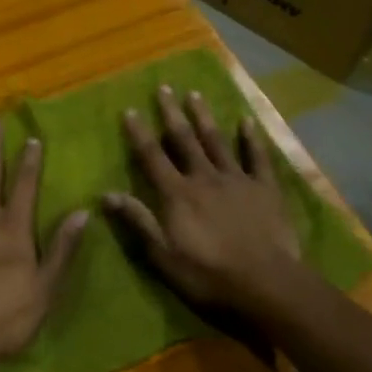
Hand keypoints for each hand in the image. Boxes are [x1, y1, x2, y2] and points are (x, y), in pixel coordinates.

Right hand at [104, 85, 301, 312]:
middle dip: (172, 113)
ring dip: (204, 117)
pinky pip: (257, 157)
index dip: (140, 133)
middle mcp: (204, 178)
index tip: (130, 110)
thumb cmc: (208, 274)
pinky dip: (251, 138)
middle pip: (184, 140)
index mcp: (177, 194)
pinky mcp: (265, 188)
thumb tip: (106, 194)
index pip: (152, 157)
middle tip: (164, 87)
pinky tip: (246, 121)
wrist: (265, 284)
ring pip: (217, 141)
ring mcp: (237, 180)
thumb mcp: (163, 255)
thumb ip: (138, 221)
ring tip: (195, 94)